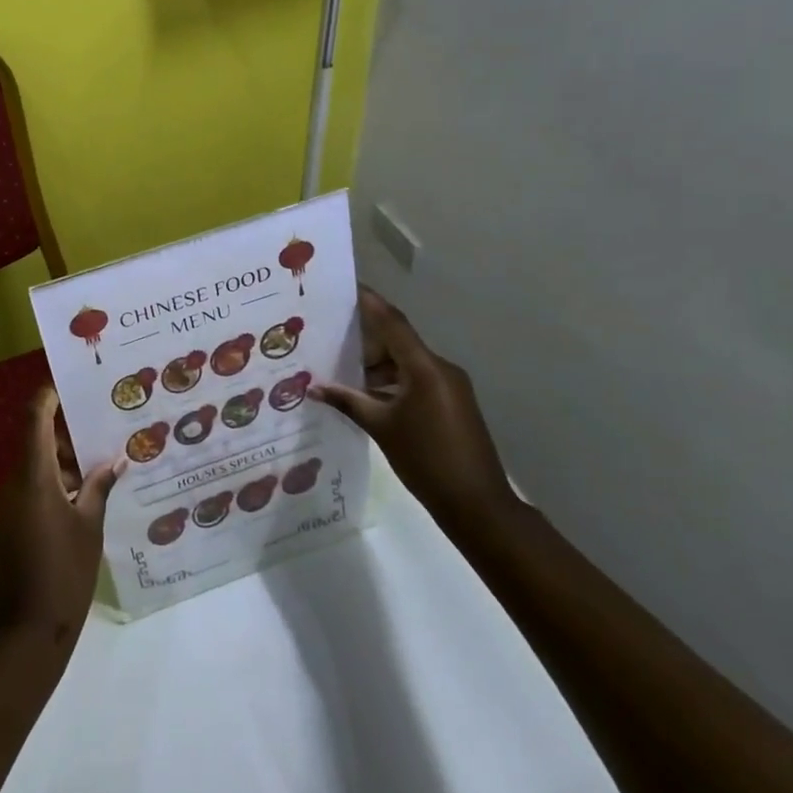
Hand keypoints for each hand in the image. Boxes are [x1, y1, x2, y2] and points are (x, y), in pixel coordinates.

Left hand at [0, 388, 122, 658]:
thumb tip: (113, 461)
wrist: (27, 634)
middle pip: (38, 440)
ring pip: (37, 465)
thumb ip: (99, 489)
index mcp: (34, 477)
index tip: (70, 383)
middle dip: (69, 434)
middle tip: (104, 431)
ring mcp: (10, 504)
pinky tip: (86, 495)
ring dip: (65, 462)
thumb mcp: (90, 528)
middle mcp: (15, 483)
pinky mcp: (11, 524)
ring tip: (103, 465)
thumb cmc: (64, 574)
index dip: (48, 396)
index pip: (35, 419)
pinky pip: (33, 487)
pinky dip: (57, 483)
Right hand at [313, 287, 518, 537]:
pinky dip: (392, 381)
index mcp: (425, 368)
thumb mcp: (380, 427)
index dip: (369, 301)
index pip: (392, 322)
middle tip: (330, 333)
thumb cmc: (426, 460)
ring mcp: (450, 386)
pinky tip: (366, 393)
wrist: (478, 506)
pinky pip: (417, 379)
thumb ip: (347, 401)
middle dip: (365, 338)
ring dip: (377, 364)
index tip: (345, 285)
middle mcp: (440, 368)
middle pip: (398, 340)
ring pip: (406, 362)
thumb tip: (313, 387)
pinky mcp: (452, 403)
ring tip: (340, 367)